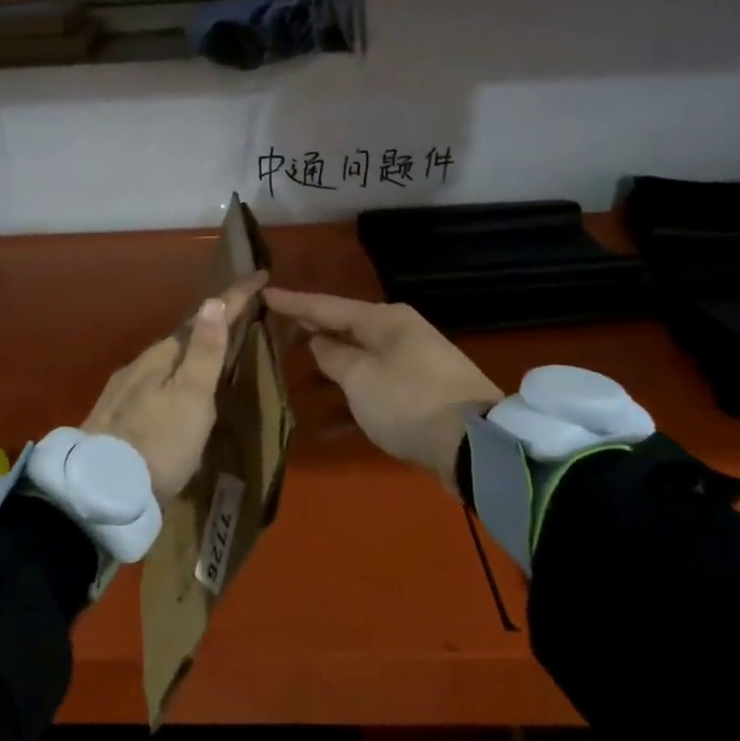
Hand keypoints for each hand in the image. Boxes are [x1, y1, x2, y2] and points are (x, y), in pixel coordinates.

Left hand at [83, 275, 266, 503]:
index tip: (259, 275)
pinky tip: (173, 391)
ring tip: (210, 353)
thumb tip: (214, 301)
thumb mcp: (191, 399)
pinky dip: (171, 375)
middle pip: (180, 338)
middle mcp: (138, 366)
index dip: (233, 298)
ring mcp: (122, 391)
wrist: (100, 491)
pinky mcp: (113, 416)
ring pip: (163, 361)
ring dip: (189, 351)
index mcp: (161, 357)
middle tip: (237, 316)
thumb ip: (204, 353)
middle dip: (209, 324)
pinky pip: (150, 382)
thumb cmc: (159, 444)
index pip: (203, 318)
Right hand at [264, 289, 499, 485]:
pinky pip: (373, 393)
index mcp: (384, 320)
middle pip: (344, 331)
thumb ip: (332, 357)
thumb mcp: (359, 377)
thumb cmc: (408, 401)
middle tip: (273, 334)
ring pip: (357, 364)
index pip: (327, 306)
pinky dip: (350, 405)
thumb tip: (319, 342)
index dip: (293, 303)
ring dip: (328, 376)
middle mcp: (399, 335)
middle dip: (310, 336)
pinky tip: (324, 427)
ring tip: (291, 382)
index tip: (264, 294)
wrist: (475, 446)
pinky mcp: (419, 397)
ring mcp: (412, 366)